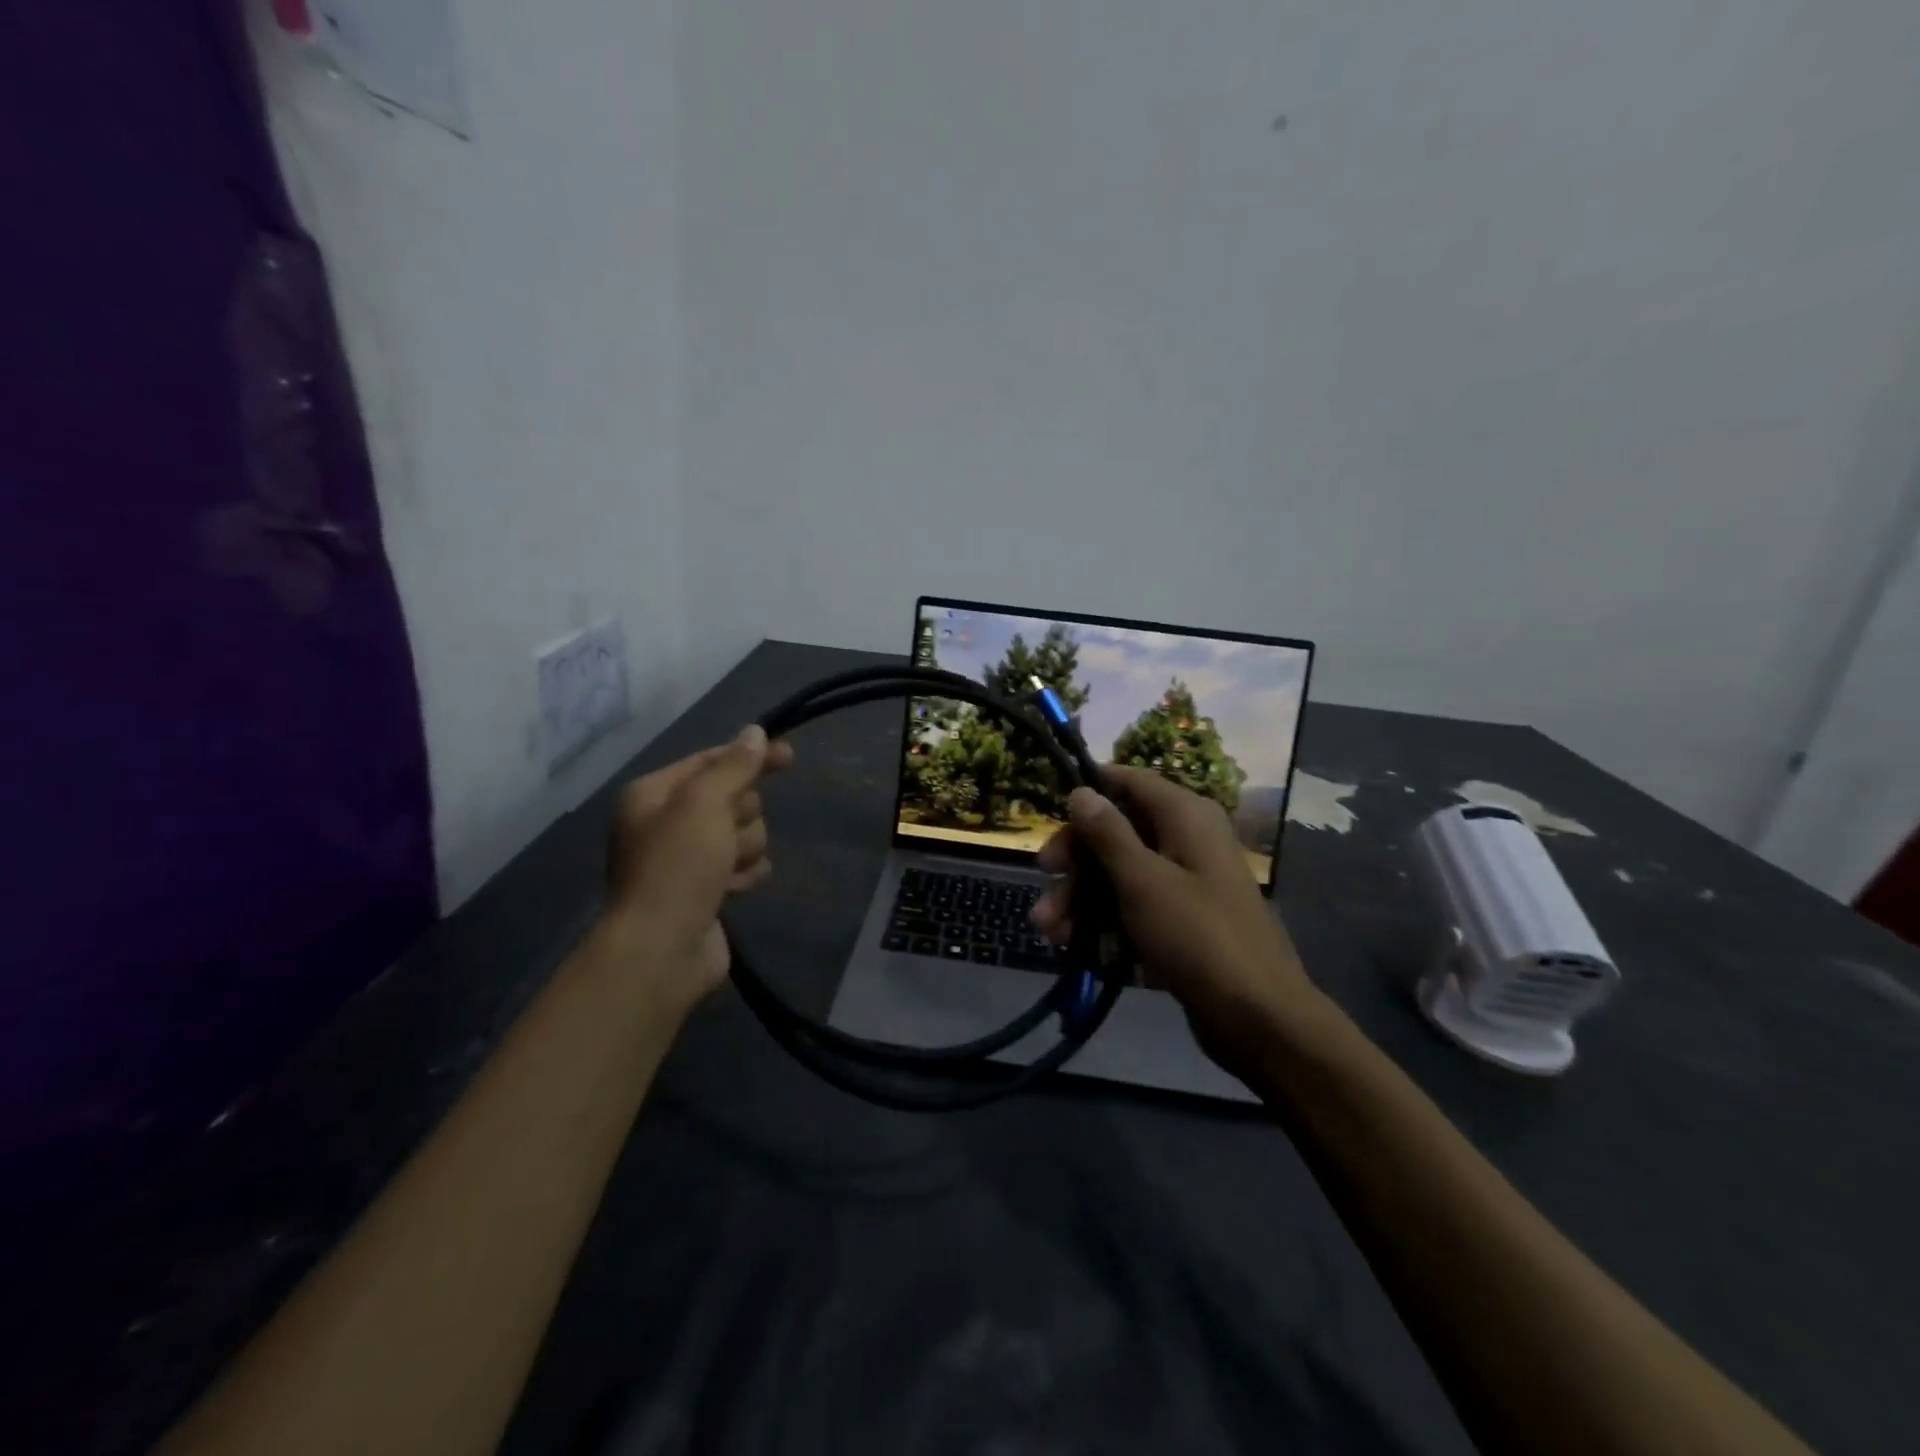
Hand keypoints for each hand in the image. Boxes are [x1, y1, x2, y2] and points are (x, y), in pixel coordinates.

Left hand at [599, 725, 793, 1010]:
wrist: (661, 949)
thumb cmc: (677, 866)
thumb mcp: (704, 804)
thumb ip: (734, 766)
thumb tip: (754, 732)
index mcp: (655, 793)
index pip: (712, 760)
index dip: (751, 756)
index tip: (789, 756)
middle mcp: (668, 821)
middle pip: (734, 798)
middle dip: (741, 816)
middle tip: (725, 837)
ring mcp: (688, 858)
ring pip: (744, 833)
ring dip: (743, 850)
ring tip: (723, 873)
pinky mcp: (708, 889)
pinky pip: (745, 865)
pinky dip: (744, 875)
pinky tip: (732, 890)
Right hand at [1031, 767, 1321, 1067]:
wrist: (1258, 1019)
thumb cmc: (1198, 937)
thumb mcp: (1142, 881)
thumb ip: (1108, 833)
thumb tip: (1082, 791)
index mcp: (1185, 816)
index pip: (1129, 781)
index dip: (1089, 792)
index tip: (1051, 814)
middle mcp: (1186, 840)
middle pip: (1118, 830)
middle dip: (1077, 859)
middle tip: (1043, 878)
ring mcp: (1185, 882)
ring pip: (1120, 873)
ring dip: (1081, 897)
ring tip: (1048, 930)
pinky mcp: (1181, 920)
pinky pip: (1134, 906)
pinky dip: (1104, 921)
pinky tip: (1074, 946)